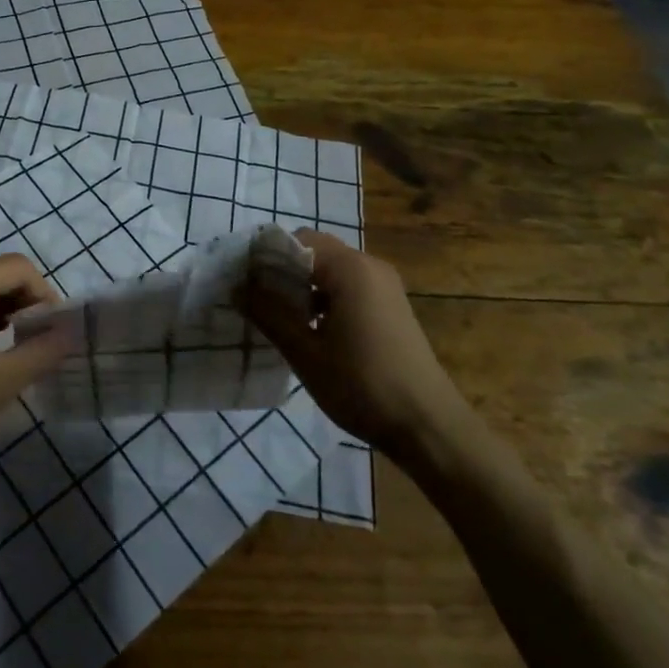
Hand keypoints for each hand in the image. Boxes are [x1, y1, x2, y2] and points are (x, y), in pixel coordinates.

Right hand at [242, 230, 462, 454]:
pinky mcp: (391, 307)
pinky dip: (324, 299)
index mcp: (350, 268)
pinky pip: (349, 288)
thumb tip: (238, 287)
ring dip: (303, 287)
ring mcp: (385, 287)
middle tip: (255, 299)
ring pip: (331, 271)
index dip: (266, 256)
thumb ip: (269, 314)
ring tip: (277, 316)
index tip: (243, 280)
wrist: (430, 427)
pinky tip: (310, 329)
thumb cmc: (363, 385)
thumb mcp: (306, 352)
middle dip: (283, 271)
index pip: (297, 240)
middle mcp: (370, 266)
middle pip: (315, 252)